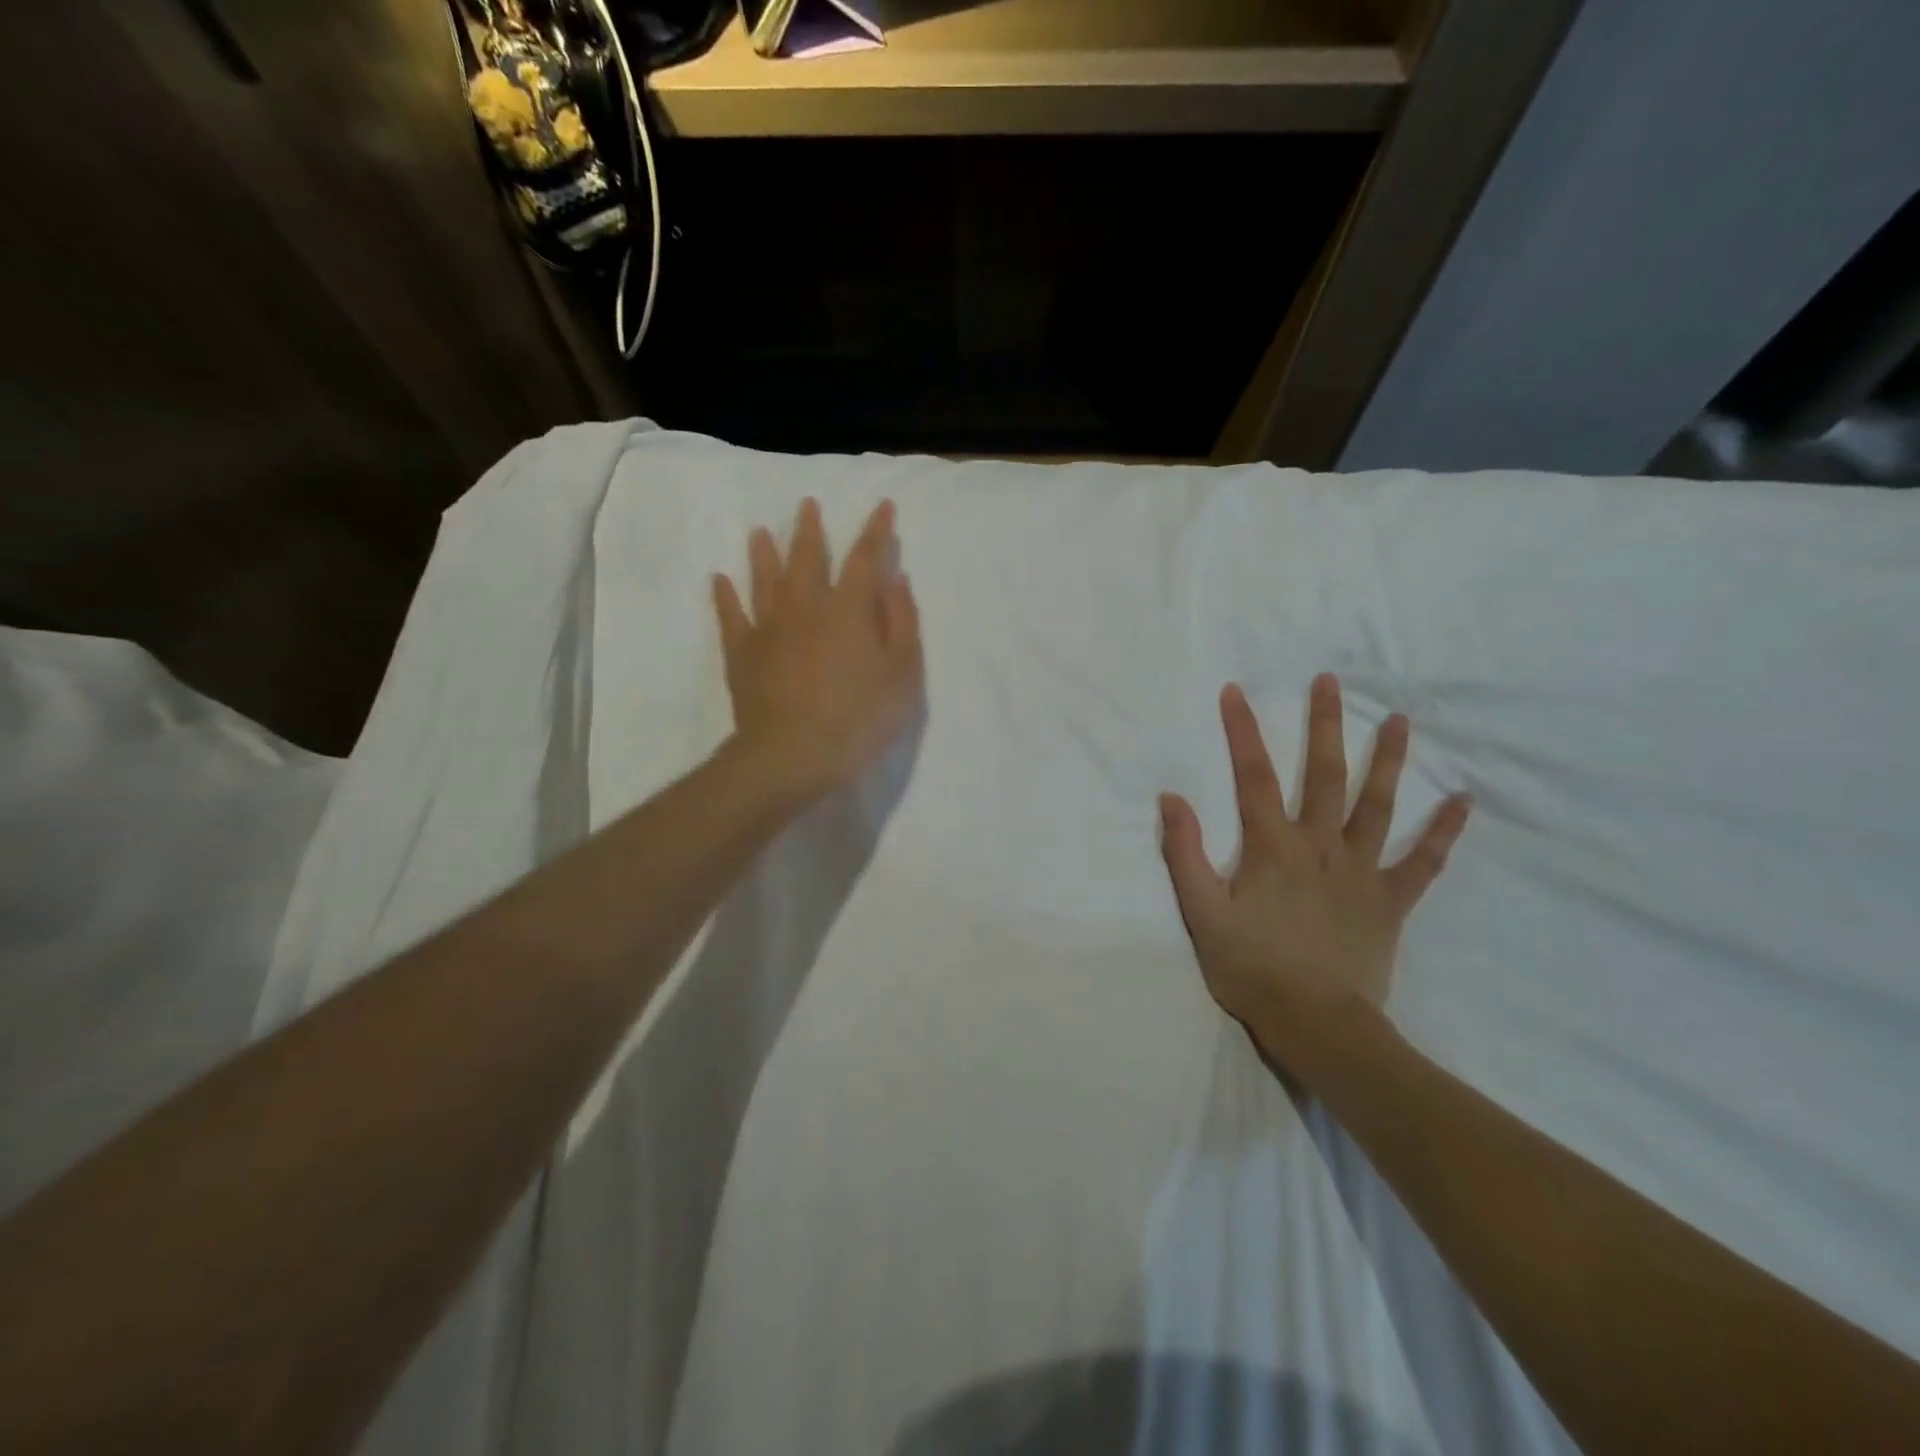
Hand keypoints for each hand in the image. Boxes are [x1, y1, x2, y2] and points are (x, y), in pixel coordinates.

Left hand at [714, 498, 922, 800]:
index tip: (883, 504)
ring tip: (759, 531)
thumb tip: (895, 579)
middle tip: (806, 504)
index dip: (876, 529)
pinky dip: (724, 595)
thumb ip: (902, 622)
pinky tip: (720, 579)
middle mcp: (806, 606)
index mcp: (849, 608)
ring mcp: (768, 627)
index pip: (865, 557)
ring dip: (763, 552)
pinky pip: (730, 615)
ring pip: (765, 579)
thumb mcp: (903, 673)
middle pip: (807, 557)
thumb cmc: (861, 716)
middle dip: (810, 529)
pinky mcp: (741, 653)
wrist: (795, 753)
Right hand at [1158, 675, 1470, 1070]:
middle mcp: (1319, 845)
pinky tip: (1462, 801)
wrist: (1315, 1023)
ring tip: (1399, 720)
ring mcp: (1361, 870)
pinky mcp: (1391, 900)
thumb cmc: (1250, 967)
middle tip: (1330, 682)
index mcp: (1271, 846)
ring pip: (1377, 804)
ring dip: (1388, 760)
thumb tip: (1172, 798)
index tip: (1236, 691)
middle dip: (1324, 725)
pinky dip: (1443, 831)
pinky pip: (1423, 861)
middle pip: (1323, 774)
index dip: (1242, 731)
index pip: (1253, 775)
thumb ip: (1185, 853)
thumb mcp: (1201, 912)